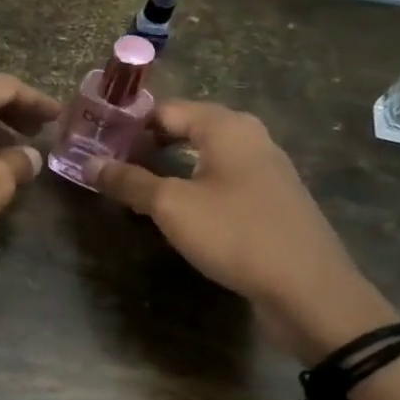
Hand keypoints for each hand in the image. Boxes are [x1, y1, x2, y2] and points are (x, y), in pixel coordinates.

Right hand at [90, 101, 398, 362]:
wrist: (309, 290)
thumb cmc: (236, 234)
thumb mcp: (172, 207)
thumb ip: (130, 182)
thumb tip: (91, 164)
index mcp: (227, 127)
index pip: (165, 109)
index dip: (129, 124)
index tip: (97, 142)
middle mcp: (250, 138)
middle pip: (186, 129)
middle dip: (146, 144)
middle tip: (109, 164)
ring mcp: (264, 170)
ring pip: (203, 156)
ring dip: (167, 167)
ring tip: (133, 186)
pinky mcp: (269, 200)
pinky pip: (220, 180)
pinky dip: (191, 185)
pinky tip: (174, 210)